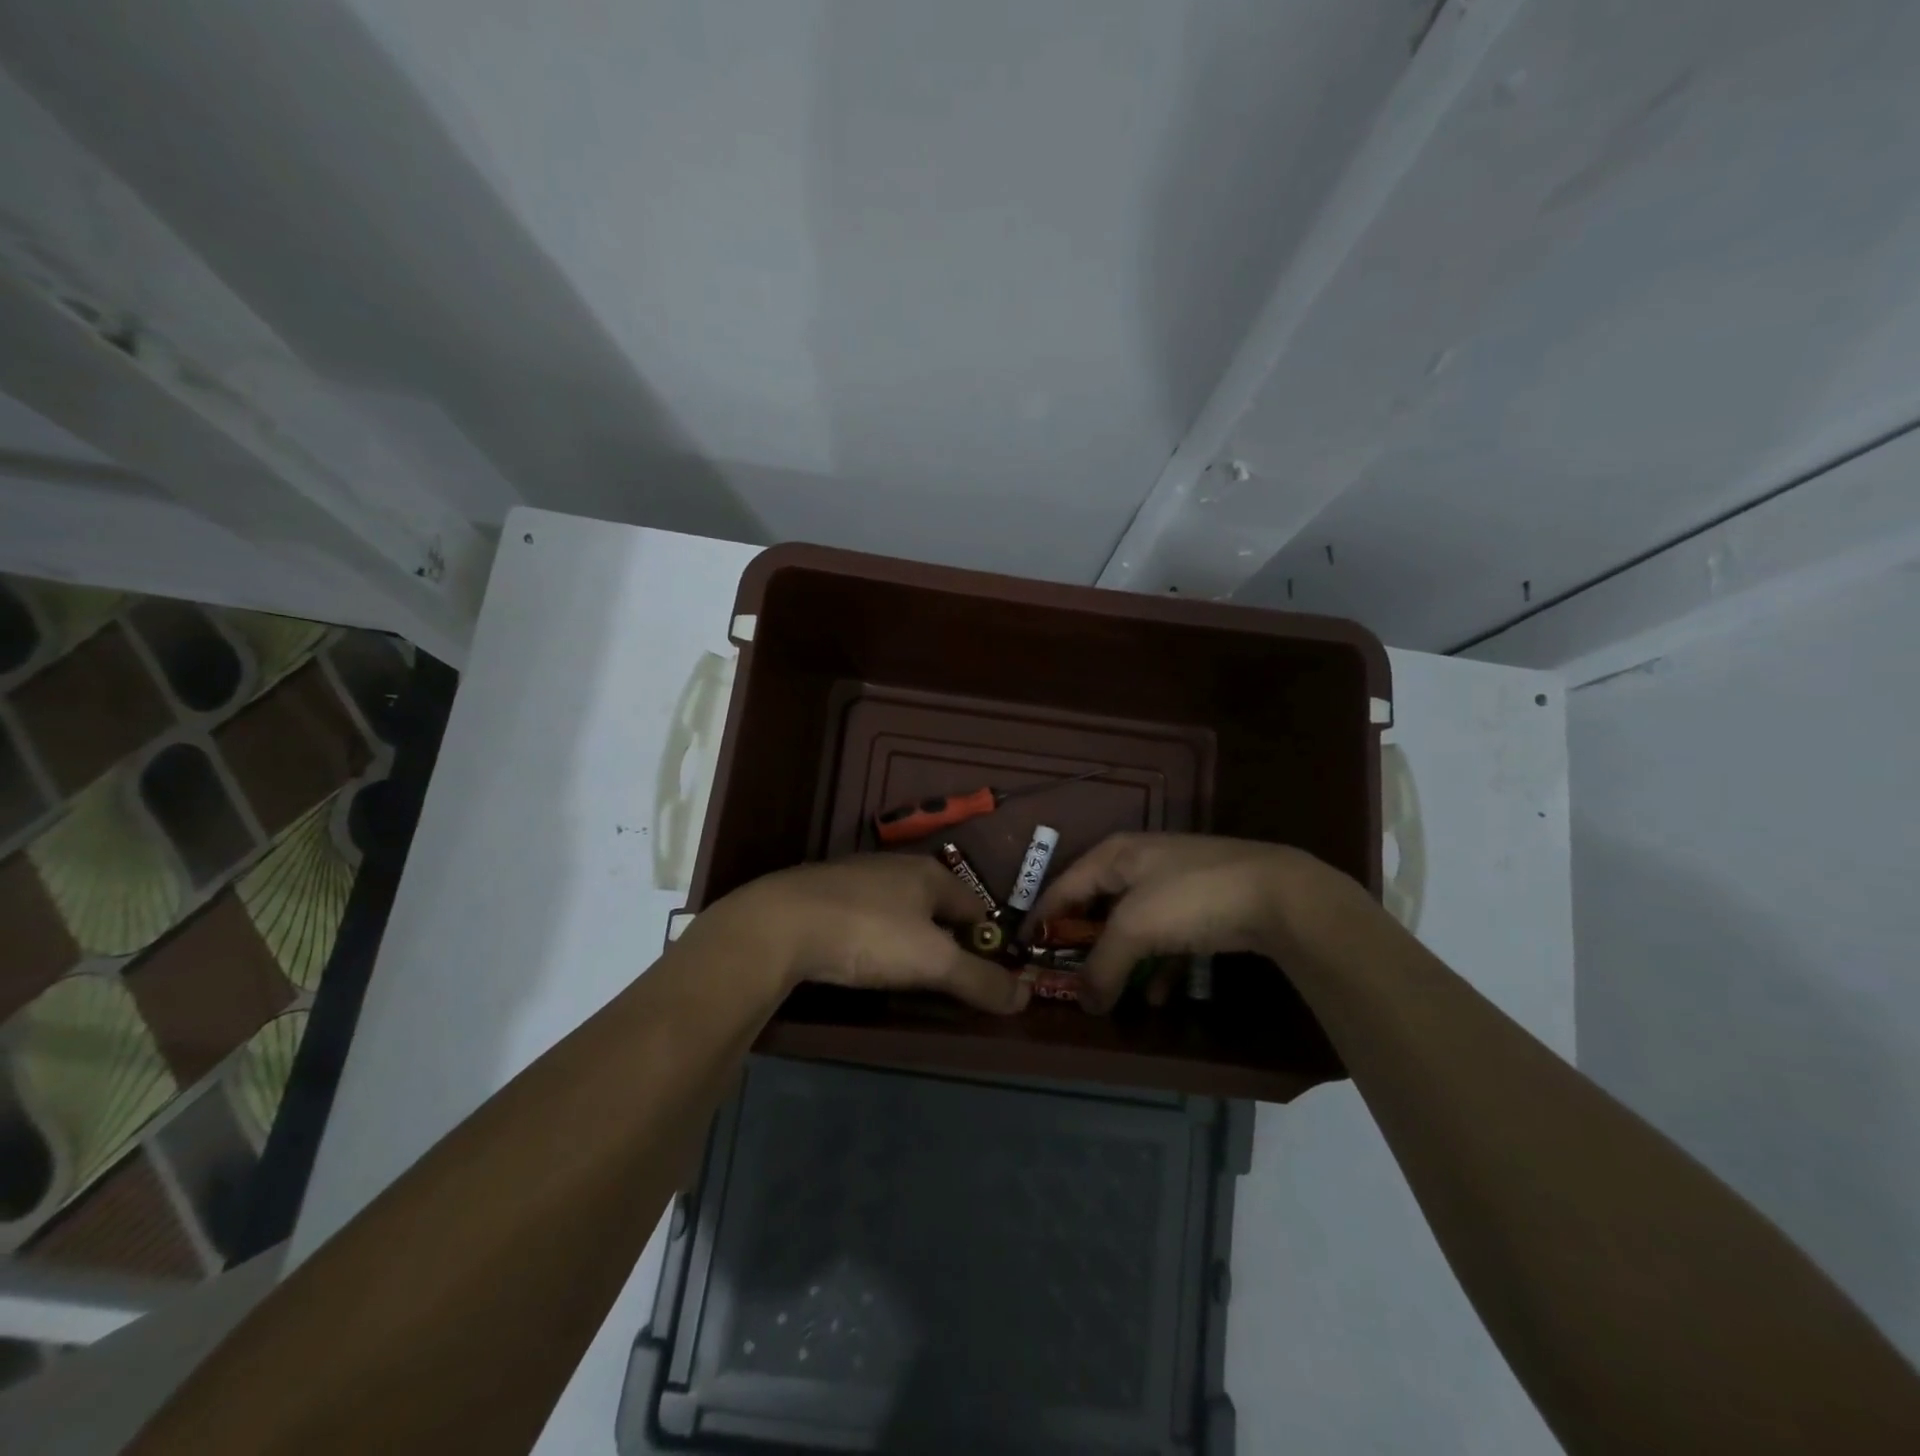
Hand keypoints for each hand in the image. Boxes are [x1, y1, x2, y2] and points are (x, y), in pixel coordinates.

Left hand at [701, 856, 1029, 1013]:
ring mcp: (856, 877)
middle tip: (944, 981)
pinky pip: (864, 917)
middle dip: (945, 941)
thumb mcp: (933, 963)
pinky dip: (872, 938)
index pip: (976, 906)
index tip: (985, 977)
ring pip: (898, 911)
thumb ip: (980, 980)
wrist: (779, 925)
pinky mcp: (822, 894)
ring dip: (907, 939)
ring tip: (903, 975)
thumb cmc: (869, 934)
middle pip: (936, 907)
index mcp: (930, 873)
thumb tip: (1026, 996)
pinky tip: (860, 959)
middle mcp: (896, 866)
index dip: (986, 941)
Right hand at [1031, 833, 1366, 1013]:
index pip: (1063, 887)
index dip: (1041, 917)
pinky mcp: (1203, 906)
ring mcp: (1173, 884)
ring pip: (1133, 926)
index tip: (1021, 950)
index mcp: (1114, 855)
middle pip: (1097, 907)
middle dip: (1083, 945)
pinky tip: (1159, 995)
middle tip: (1067, 978)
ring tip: (1112, 996)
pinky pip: (1166, 939)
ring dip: (1122, 961)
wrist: (1279, 895)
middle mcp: (1139, 864)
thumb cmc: (1190, 898)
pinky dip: (1158, 965)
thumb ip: (1102, 965)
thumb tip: (1083, 1003)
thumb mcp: (1135, 929)